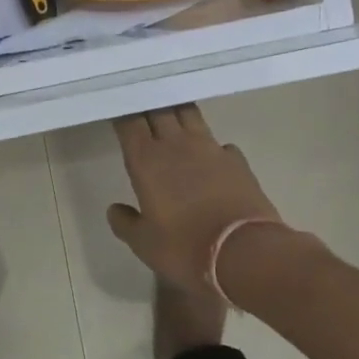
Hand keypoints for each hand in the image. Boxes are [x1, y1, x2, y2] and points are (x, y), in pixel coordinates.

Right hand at [107, 105, 283, 294]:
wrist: (244, 253)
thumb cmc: (185, 248)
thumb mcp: (144, 244)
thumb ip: (125, 223)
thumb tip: (114, 209)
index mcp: (146, 160)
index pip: (130, 122)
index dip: (123, 114)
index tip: (119, 113)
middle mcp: (176, 144)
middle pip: (160, 109)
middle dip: (150, 105)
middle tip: (143, 108)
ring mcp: (210, 148)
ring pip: (190, 114)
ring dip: (178, 112)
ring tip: (172, 117)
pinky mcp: (236, 159)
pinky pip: (219, 142)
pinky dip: (210, 145)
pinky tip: (210, 156)